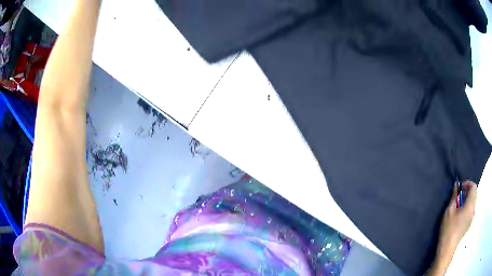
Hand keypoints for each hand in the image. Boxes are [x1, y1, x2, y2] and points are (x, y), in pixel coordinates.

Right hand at [438, 180, 476, 250]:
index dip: (468, 184)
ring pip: (473, 202)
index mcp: (470, 205)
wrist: (447, 248)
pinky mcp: (469, 223)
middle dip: (467, 191)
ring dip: (467, 199)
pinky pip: (471, 209)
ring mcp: (472, 217)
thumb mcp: (449, 211)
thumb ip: (454, 197)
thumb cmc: (449, 228)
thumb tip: (456, 185)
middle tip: (458, 195)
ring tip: (458, 205)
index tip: (460, 187)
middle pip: (474, 194)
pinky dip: (467, 206)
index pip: (474, 187)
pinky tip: (459, 213)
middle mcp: (473, 209)